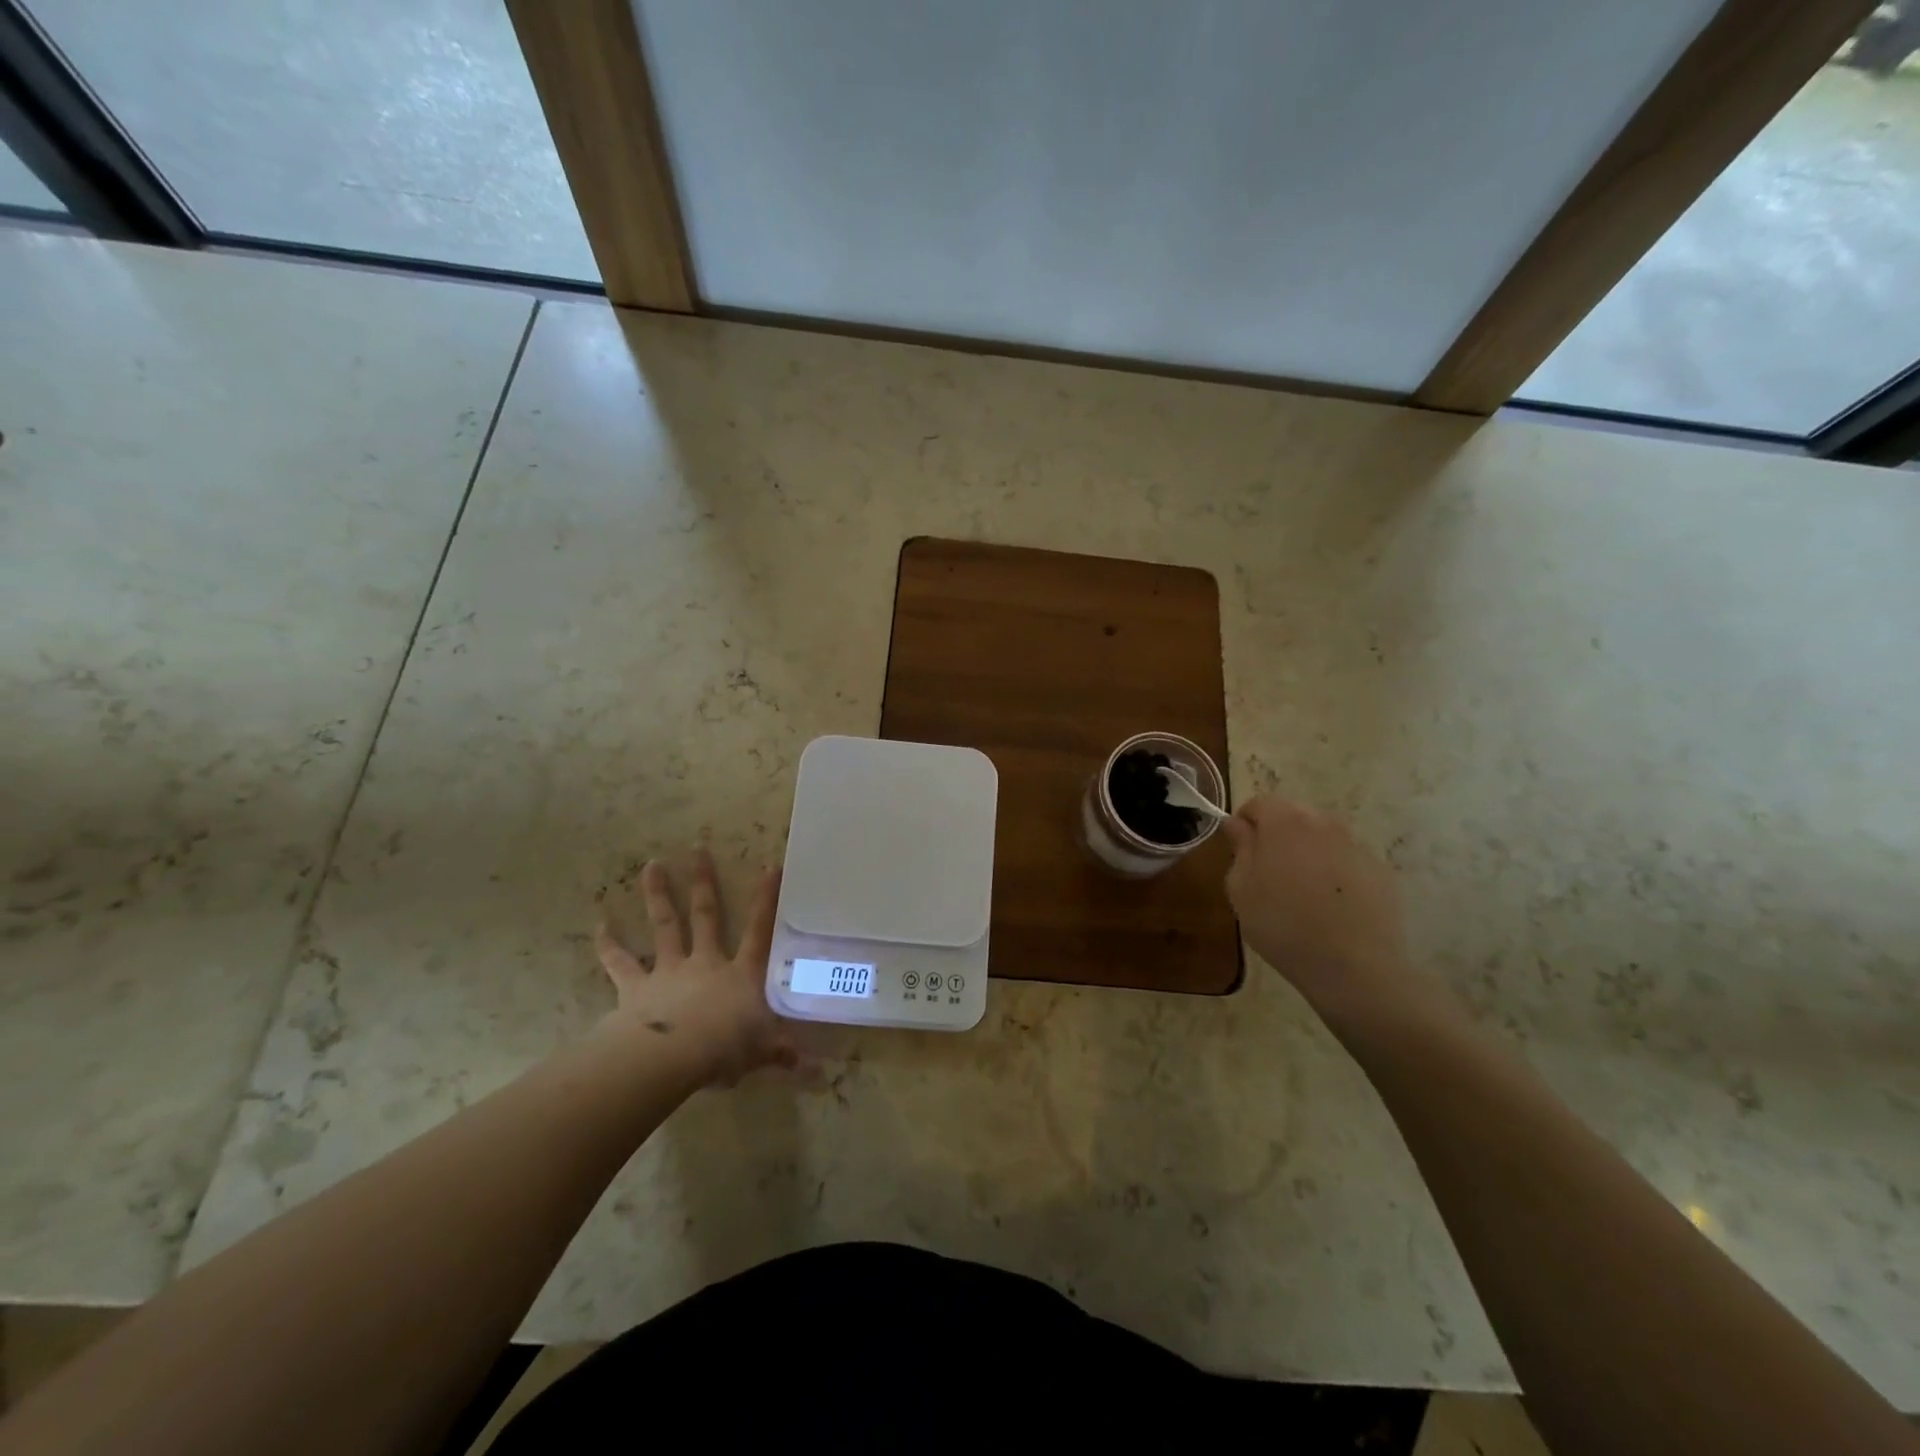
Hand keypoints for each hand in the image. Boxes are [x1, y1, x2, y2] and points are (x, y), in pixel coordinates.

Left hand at [593, 850, 797, 1084]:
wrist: (671, 1058)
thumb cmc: (724, 1049)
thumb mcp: (763, 1052)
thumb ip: (788, 1056)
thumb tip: (821, 1075)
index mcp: (740, 974)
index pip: (760, 930)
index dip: (766, 899)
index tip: (770, 866)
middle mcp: (705, 962)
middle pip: (705, 915)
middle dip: (703, 881)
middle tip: (697, 848)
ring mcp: (668, 971)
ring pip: (664, 925)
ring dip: (657, 894)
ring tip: (651, 864)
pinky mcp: (635, 988)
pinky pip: (620, 963)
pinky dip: (609, 944)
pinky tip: (598, 925)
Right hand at [1222, 795, 1449, 1032]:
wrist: (1354, 967)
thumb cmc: (1282, 924)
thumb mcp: (1241, 888)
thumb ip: (1240, 847)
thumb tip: (1238, 825)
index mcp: (1285, 821)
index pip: (1258, 803)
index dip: (1244, 824)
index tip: (1239, 853)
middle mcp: (1324, 822)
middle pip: (1292, 815)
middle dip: (1276, 835)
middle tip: (1267, 874)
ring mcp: (1357, 845)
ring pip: (1321, 838)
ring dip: (1306, 853)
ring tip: (1301, 893)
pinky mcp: (1380, 871)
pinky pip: (1346, 861)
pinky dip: (1334, 874)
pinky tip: (1330, 908)